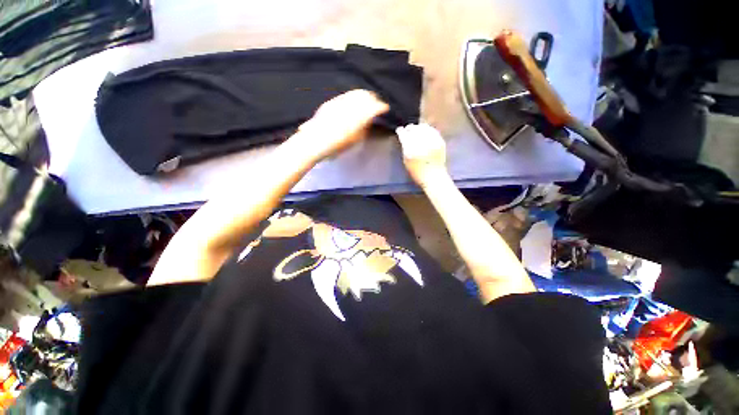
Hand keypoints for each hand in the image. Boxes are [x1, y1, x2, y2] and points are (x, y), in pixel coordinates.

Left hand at [294, 90, 388, 161]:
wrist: (315, 141)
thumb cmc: (337, 145)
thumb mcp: (355, 139)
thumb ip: (364, 128)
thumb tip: (368, 120)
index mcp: (358, 117)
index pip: (374, 106)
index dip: (381, 107)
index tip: (385, 108)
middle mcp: (350, 105)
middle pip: (366, 95)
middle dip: (373, 98)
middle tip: (377, 104)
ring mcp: (339, 102)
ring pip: (355, 93)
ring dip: (363, 95)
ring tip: (367, 100)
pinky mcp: (331, 102)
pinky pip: (346, 96)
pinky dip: (353, 97)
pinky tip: (353, 102)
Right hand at [396, 123, 447, 185]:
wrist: (434, 177)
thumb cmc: (417, 172)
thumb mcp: (406, 161)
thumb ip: (405, 148)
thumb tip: (404, 137)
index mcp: (411, 149)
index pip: (404, 135)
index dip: (401, 131)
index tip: (399, 130)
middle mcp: (421, 143)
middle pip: (414, 129)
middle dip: (409, 128)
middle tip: (407, 129)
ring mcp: (432, 141)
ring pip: (423, 128)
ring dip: (418, 127)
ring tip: (416, 129)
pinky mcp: (440, 141)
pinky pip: (432, 131)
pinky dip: (428, 129)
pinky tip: (425, 131)